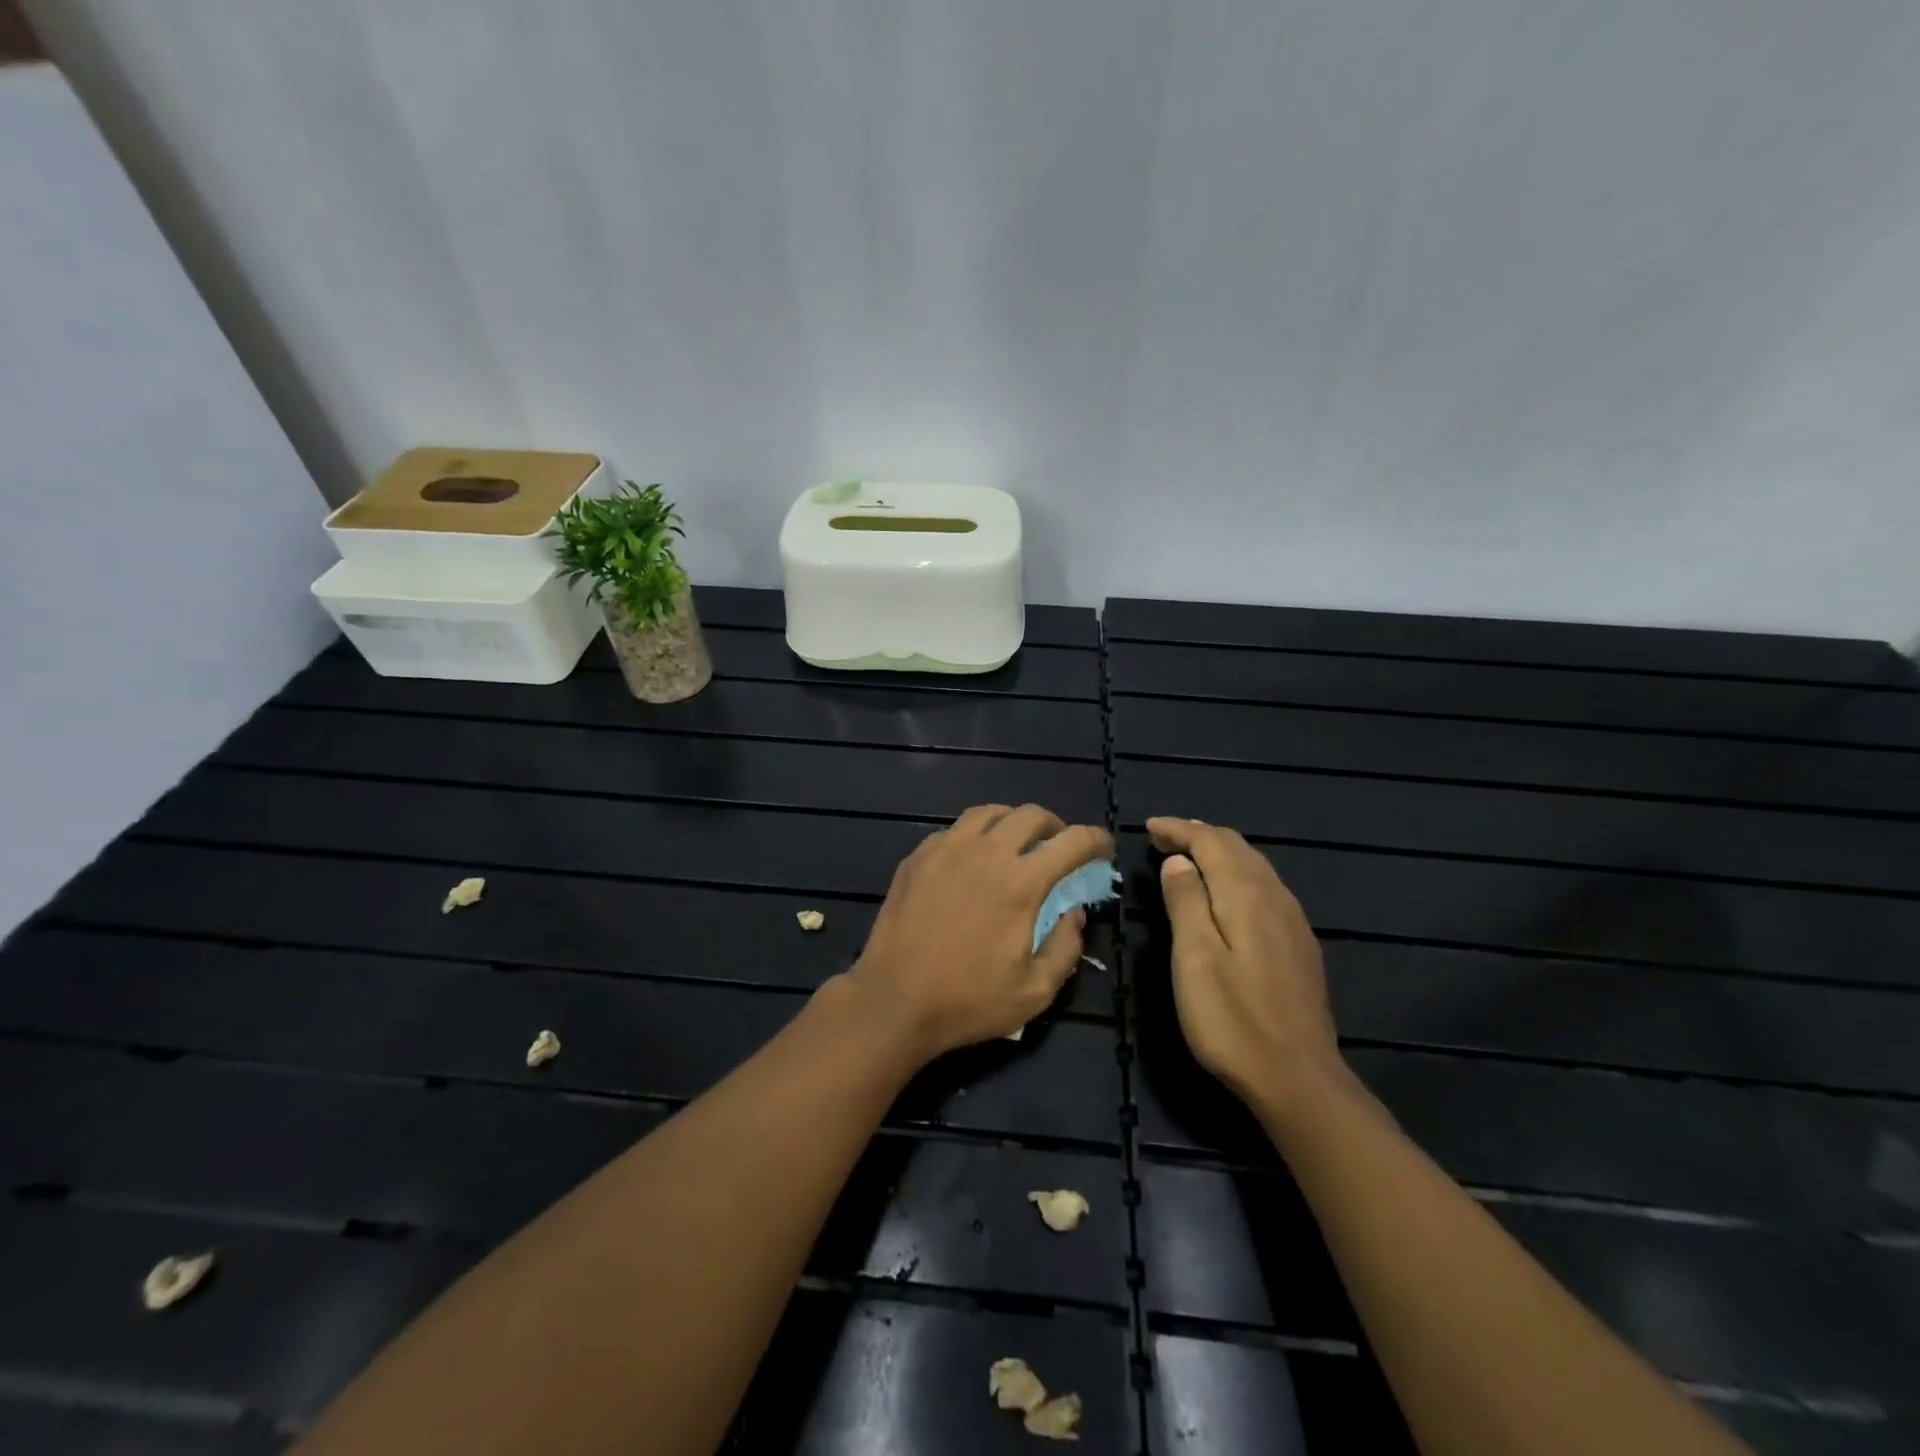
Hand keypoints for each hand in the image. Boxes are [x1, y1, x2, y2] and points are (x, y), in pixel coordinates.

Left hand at [845, 804, 1112, 1061]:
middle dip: (1055, 826)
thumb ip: (1066, 946)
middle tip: (1058, 847)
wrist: (894, 1000)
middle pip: (1030, 814)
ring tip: (1015, 844)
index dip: (1096, 840)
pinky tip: (971, 859)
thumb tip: (1074, 913)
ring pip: (988, 812)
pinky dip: (974, 836)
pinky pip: (954, 830)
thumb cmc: (968, 1001)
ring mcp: (946, 849)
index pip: (1072, 842)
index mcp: (1021, 882)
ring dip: (1012, 822)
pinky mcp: (918, 857)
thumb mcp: (1035, 991)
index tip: (1104, 849)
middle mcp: (986, 853)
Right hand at [1147, 817, 1341, 1106]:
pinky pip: (1266, 887)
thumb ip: (1186, 903)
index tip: (1148, 826)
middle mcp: (1275, 898)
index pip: (1212, 842)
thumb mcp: (1194, 959)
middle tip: (1163, 836)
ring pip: (1255, 866)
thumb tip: (1178, 861)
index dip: (1179, 829)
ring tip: (1189, 855)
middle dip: (1199, 834)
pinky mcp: (1300, 945)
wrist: (1299, 1079)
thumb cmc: (1232, 1021)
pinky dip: (1238, 874)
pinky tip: (1227, 892)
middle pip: (1237, 848)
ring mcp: (1293, 922)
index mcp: (1246, 896)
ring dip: (1220, 852)